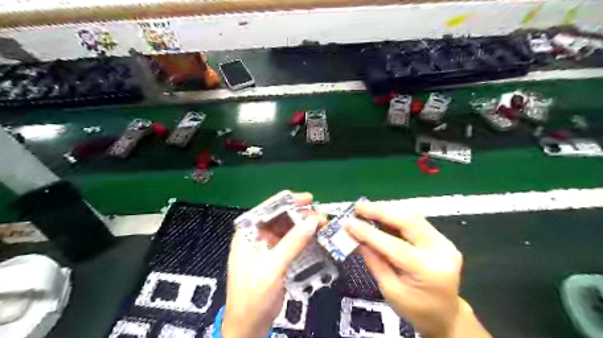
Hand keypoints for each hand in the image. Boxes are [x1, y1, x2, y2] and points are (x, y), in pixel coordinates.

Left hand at [223, 192, 324, 336]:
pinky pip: (292, 242)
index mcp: (248, 233)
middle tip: (320, 215)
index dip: (287, 201)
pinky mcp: (277, 257)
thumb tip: (312, 221)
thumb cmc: (253, 296)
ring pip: (288, 229)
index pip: (267, 209)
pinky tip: (316, 237)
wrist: (249, 325)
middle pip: (280, 217)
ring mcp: (268, 247)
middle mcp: (257, 236)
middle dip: (300, 214)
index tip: (308, 198)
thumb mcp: (272, 268)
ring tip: (322, 224)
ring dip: (304, 226)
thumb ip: (292, 243)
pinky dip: (304, 238)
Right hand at [346, 202, 490, 337]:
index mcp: (428, 271)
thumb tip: (356, 237)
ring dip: (387, 210)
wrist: (445, 315)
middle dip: (380, 211)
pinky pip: (416, 221)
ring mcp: (444, 242)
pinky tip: (381, 214)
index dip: (369, 232)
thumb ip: (374, 261)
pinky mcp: (441, 238)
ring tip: (366, 208)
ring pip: (413, 216)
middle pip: (409, 222)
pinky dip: (396, 216)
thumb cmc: (415, 309)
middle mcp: (441, 252)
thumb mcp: (390, 290)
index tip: (349, 223)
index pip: (394, 246)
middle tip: (358, 207)